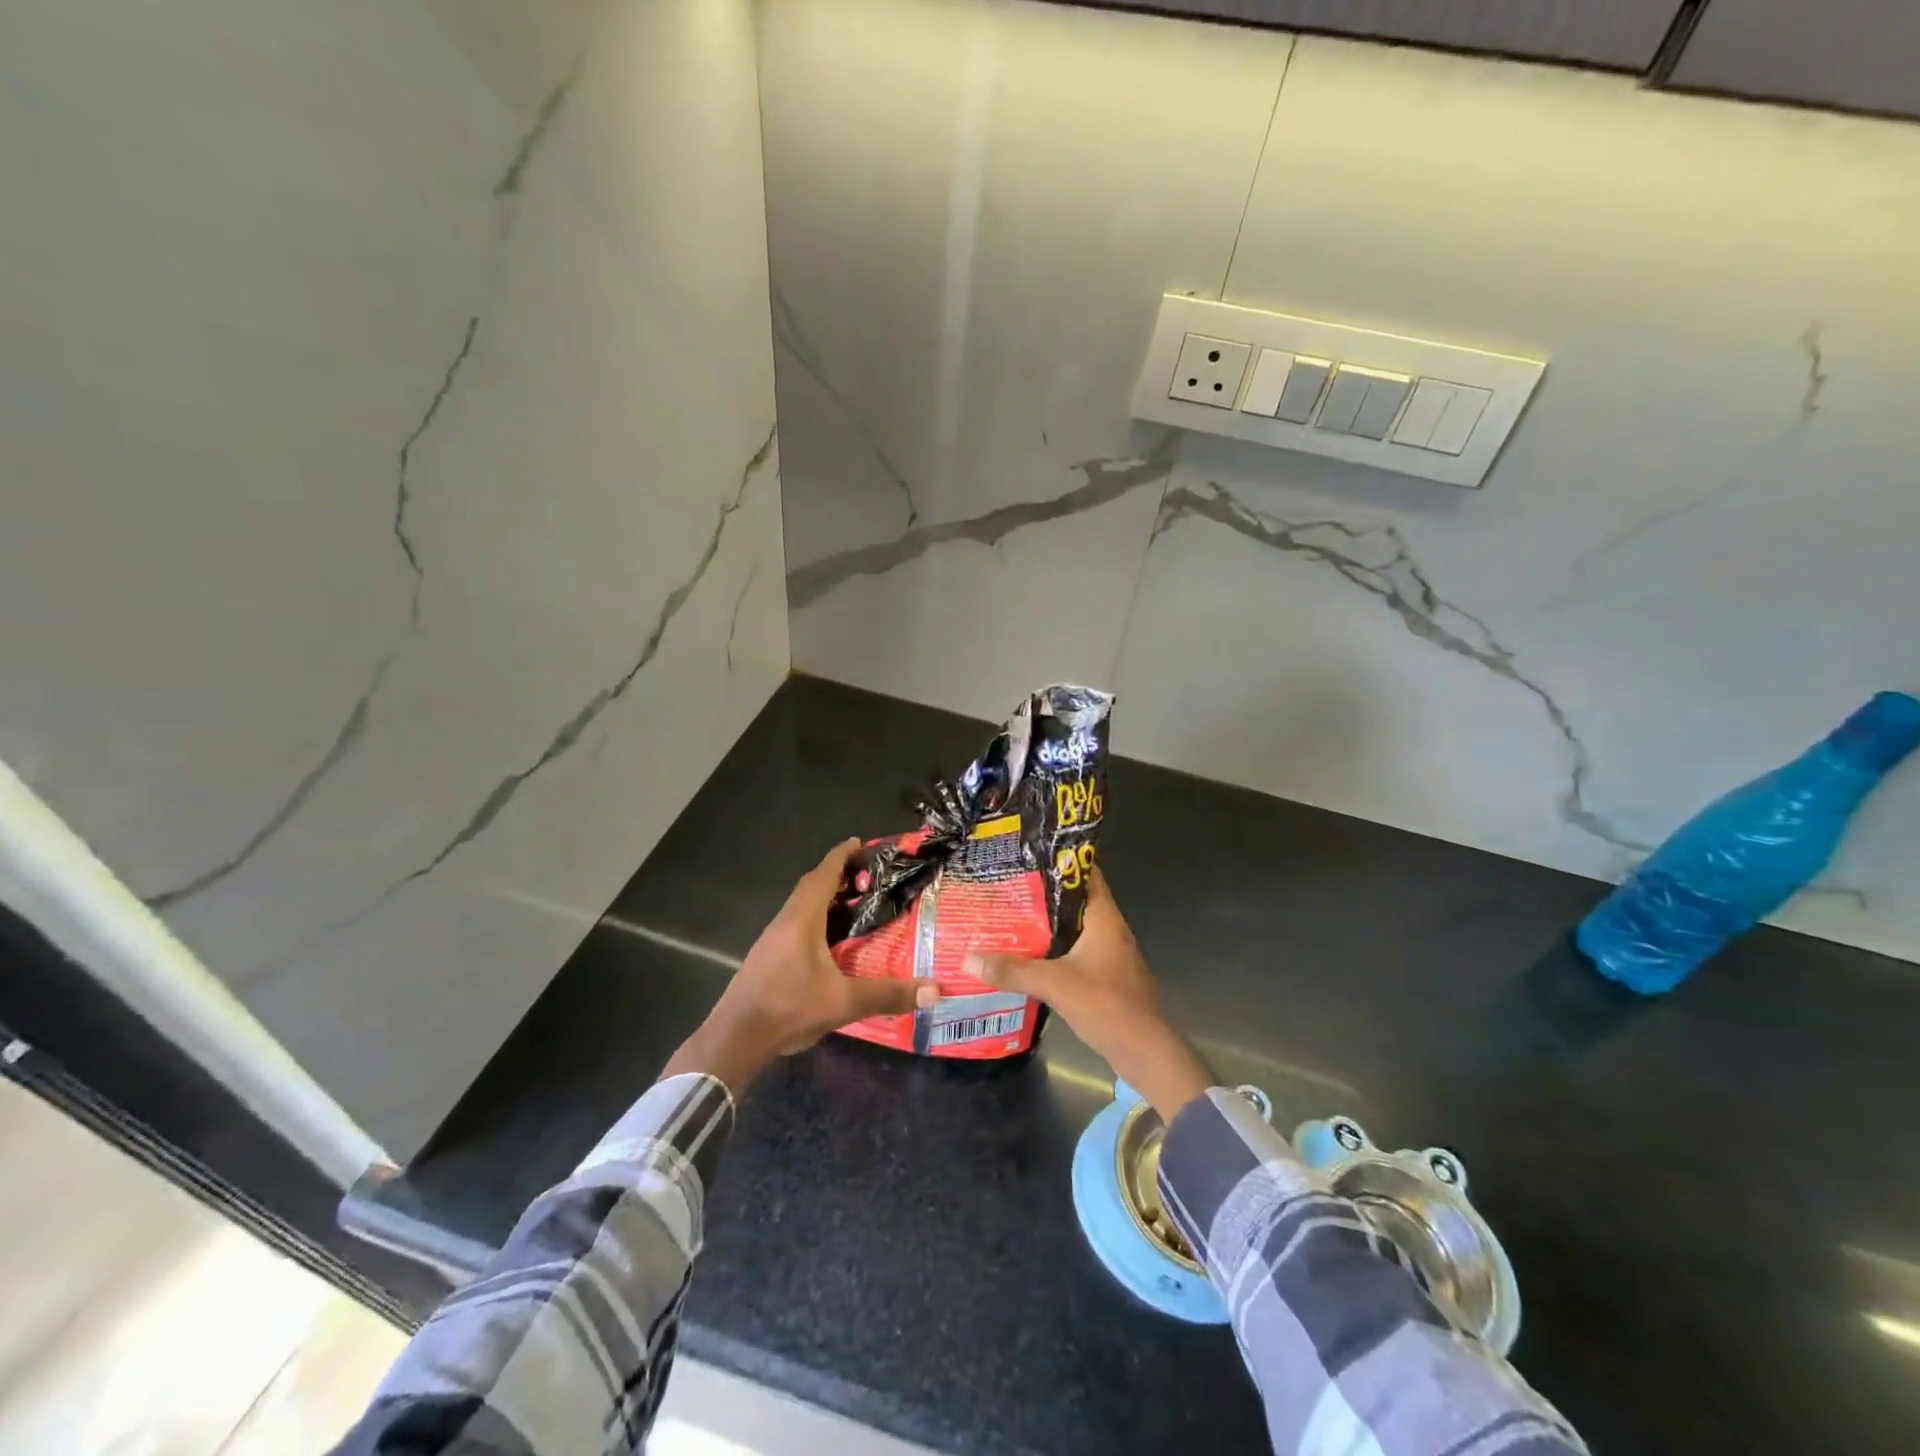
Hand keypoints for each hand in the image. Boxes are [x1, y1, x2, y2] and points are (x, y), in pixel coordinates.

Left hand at [662, 839, 939, 1092]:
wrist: (735, 1039)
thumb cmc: (789, 1009)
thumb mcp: (844, 1003)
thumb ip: (888, 995)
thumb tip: (934, 990)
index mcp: (802, 920)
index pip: (823, 875)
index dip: (841, 856)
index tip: (859, 842)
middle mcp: (785, 922)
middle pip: (810, 886)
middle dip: (836, 875)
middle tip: (866, 876)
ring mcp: (772, 939)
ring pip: (800, 906)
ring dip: (824, 897)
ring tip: (853, 903)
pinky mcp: (767, 957)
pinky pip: (795, 924)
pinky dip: (815, 918)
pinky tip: (830, 939)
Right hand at [965, 868, 1210, 1120]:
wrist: (1148, 1054)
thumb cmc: (1109, 1006)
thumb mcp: (1056, 985)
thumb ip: (1013, 971)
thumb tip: (968, 958)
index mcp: (1104, 918)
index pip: (1086, 873)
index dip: (1060, 859)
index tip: (1028, 852)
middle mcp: (1108, 930)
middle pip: (1073, 901)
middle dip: (1042, 893)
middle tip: (1005, 884)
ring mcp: (1108, 955)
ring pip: (1072, 929)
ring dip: (1045, 924)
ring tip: (1007, 915)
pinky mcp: (1104, 978)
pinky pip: (1073, 953)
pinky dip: (1051, 950)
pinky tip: (1025, 955)